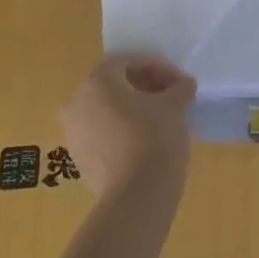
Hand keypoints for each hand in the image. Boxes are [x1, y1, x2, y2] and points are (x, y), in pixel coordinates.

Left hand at [60, 54, 196, 197]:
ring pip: (107, 111)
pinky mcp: (79, 159)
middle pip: (114, 85)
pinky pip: (102, 134)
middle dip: (145, 87)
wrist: (137, 195)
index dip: (158, 67)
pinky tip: (146, 143)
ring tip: (162, 121)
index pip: (128, 62)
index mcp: (97, 81)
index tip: (179, 81)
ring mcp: (74, 132)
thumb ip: (179, 87)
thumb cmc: (155, 137)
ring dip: (133, 110)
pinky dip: (122, 131)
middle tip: (171, 98)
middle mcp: (77, 102)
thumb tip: (184, 85)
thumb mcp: (175, 105)